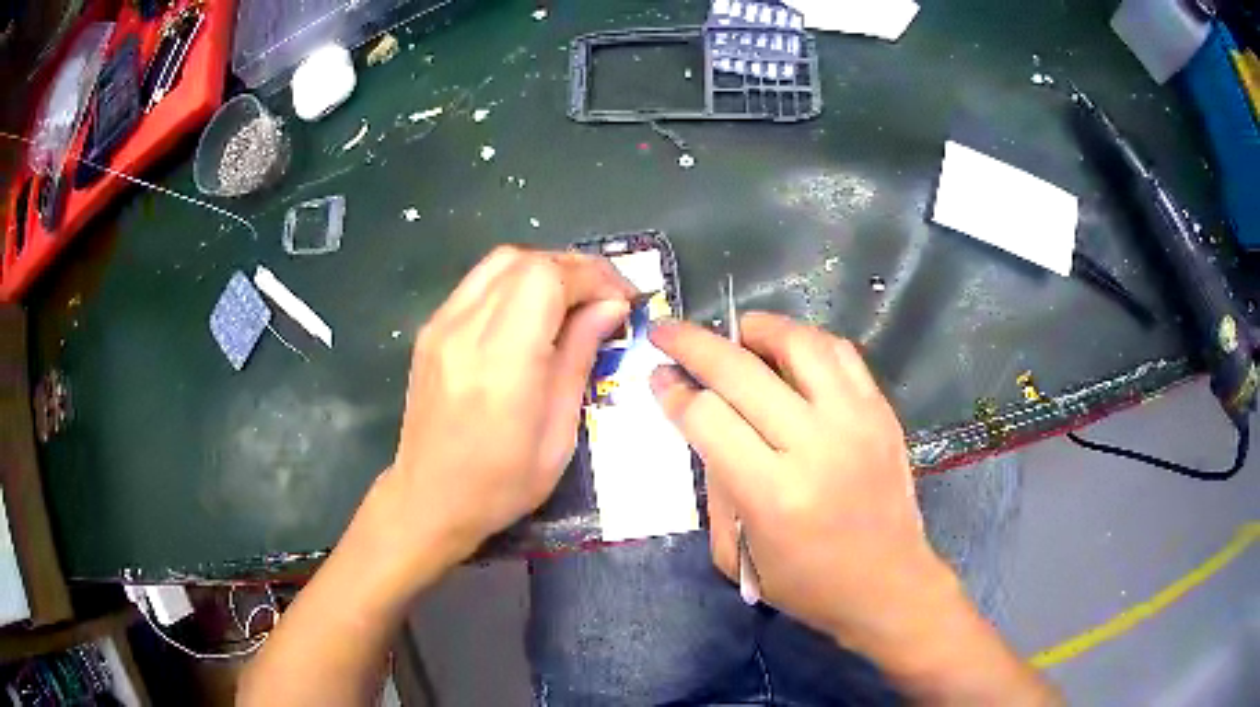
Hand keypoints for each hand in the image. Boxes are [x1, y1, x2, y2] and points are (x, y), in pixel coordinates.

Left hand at [388, 246, 634, 562]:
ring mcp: (441, 325)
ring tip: (572, 300)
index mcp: (501, 360)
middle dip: (573, 268)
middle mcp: (464, 329)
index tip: (623, 298)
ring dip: (544, 269)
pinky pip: (478, 283)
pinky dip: (515, 282)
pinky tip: (531, 313)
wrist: (429, 499)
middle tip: (605, 297)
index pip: (548, 278)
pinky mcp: (431, 330)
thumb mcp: (558, 433)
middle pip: (525, 260)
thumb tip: (611, 306)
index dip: (593, 277)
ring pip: (499, 263)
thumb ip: (579, 358)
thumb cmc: (501, 483)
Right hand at [648, 313, 947, 647]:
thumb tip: (705, 426)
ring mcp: (856, 421)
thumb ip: (716, 486)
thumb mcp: (737, 554)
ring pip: (799, 344)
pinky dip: (806, 340)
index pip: (708, 417)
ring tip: (733, 334)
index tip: (658, 377)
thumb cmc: (808, 583)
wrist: (888, 584)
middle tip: (668, 332)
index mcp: (773, 494)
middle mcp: (816, 446)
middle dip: (693, 344)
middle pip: (741, 371)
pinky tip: (787, 350)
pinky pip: (841, 353)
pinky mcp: (881, 412)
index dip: (674, 392)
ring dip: (756, 329)